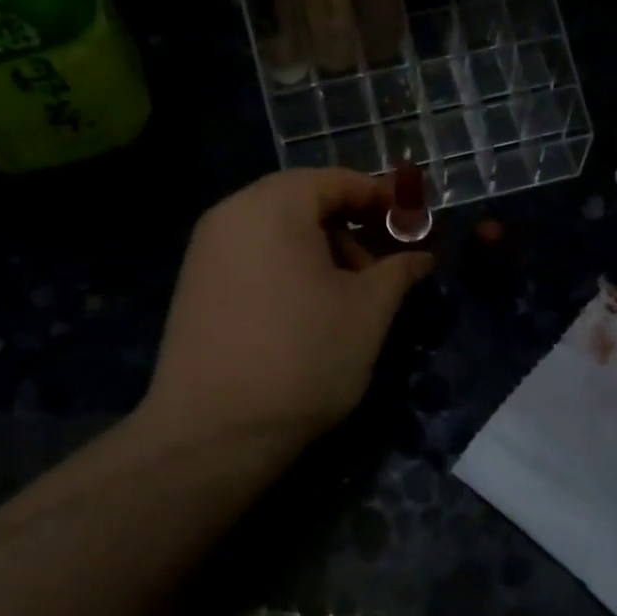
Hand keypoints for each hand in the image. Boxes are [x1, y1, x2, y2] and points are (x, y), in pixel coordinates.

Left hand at [144, 169, 432, 461]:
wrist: (213, 434)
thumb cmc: (303, 357)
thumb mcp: (368, 311)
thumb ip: (399, 270)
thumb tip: (421, 256)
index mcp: (272, 206)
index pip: (336, 180)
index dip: (381, 198)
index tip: (412, 227)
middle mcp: (230, 215)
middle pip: (304, 202)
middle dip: (352, 228)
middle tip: (383, 268)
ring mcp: (205, 251)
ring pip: (278, 231)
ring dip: (322, 250)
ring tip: (349, 296)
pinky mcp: (195, 286)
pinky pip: (253, 256)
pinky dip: (289, 268)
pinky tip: (309, 311)